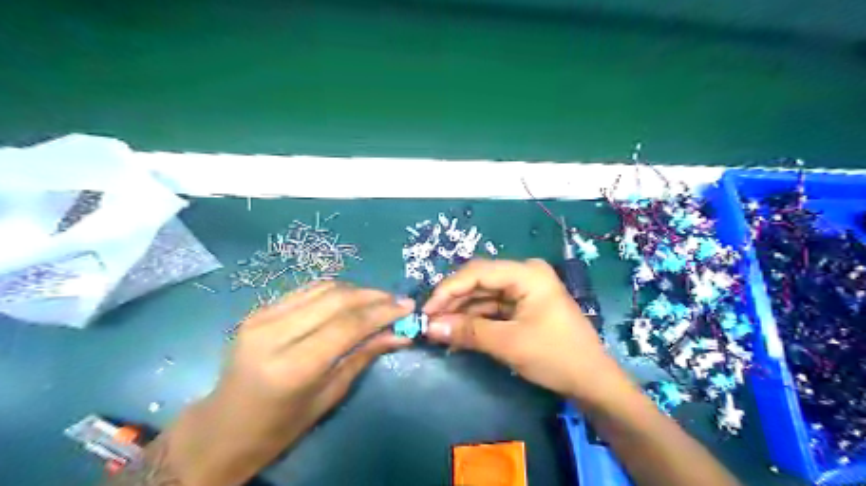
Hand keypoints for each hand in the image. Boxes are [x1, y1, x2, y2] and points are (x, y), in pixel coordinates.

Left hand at [167, 281, 414, 485]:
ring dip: (357, 290)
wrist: (223, 428)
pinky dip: (335, 291)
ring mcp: (262, 317)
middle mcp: (274, 334)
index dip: (382, 312)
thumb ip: (364, 356)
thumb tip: (400, 334)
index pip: (348, 325)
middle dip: (374, 296)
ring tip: (379, 299)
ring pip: (323, 288)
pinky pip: (307, 290)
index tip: (407, 307)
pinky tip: (351, 299)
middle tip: (398, 301)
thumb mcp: (329, 395)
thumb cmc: (280, 426)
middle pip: (337, 299)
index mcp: (292, 366)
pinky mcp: (259, 310)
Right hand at [423, 257, 627, 401]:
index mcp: (527, 273)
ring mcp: (524, 290)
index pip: (477, 272)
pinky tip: (457, 333)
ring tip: (438, 330)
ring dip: (461, 313)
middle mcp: (524, 274)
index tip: (426, 311)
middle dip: (453, 302)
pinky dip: (475, 321)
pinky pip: (492, 308)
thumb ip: (468, 331)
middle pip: (479, 282)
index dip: (448, 289)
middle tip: (429, 322)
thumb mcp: (508, 343)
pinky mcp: (523, 306)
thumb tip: (429, 327)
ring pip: (483, 296)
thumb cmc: (555, 356)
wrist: (592, 382)